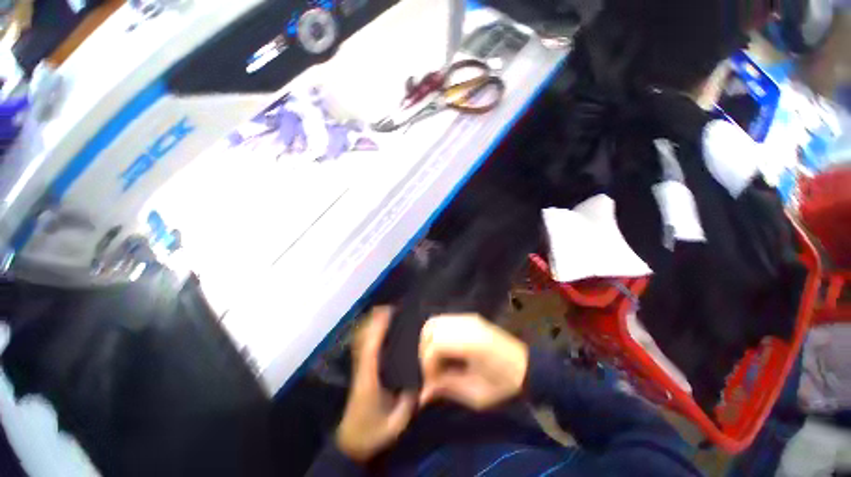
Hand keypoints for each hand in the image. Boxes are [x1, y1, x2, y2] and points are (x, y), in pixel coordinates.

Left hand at [336, 307, 415, 462]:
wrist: (350, 443)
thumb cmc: (372, 432)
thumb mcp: (395, 422)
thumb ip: (408, 402)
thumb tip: (421, 381)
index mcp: (369, 378)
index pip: (371, 347)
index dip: (378, 328)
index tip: (388, 312)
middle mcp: (361, 368)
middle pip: (363, 339)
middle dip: (373, 321)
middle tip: (390, 309)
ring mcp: (358, 369)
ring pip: (361, 341)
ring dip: (370, 326)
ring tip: (385, 315)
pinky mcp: (359, 372)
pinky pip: (362, 347)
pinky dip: (368, 335)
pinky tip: (378, 331)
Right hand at [419, 314, 528, 410]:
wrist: (526, 366)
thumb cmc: (504, 384)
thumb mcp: (477, 394)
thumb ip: (447, 388)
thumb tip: (422, 394)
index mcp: (472, 343)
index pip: (435, 345)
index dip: (427, 365)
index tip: (431, 383)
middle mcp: (467, 324)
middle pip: (431, 329)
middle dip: (424, 351)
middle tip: (431, 372)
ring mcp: (467, 317)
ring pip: (435, 322)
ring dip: (428, 341)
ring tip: (435, 361)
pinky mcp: (468, 317)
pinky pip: (443, 321)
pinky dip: (436, 334)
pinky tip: (443, 351)